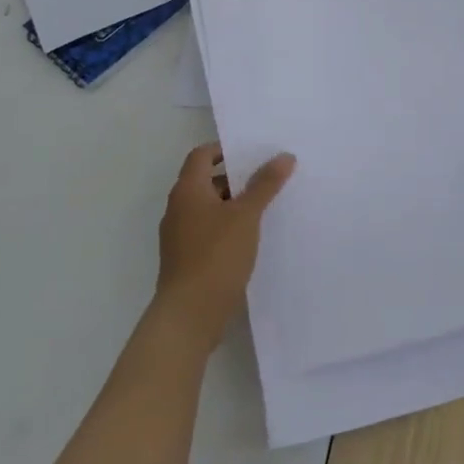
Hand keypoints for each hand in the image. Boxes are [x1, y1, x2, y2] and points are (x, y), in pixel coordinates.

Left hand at [153, 142, 295, 348]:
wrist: (189, 314)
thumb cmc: (216, 255)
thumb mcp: (246, 215)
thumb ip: (265, 184)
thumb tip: (284, 156)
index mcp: (187, 191)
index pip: (201, 155)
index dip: (224, 149)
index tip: (253, 152)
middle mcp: (178, 209)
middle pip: (206, 181)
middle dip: (236, 178)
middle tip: (268, 178)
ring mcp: (180, 236)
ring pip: (209, 208)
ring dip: (234, 204)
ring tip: (266, 207)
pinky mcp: (187, 259)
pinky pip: (209, 231)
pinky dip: (229, 227)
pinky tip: (252, 237)